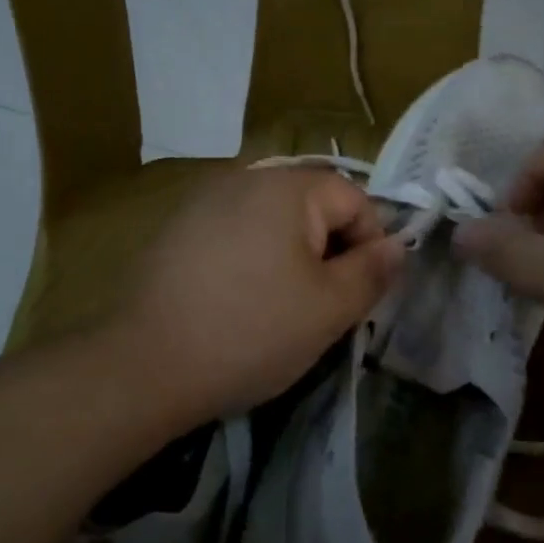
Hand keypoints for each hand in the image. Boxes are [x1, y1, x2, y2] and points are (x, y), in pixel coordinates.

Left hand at [111, 167, 403, 429]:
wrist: (145, 365)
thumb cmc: (252, 331)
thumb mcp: (330, 309)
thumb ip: (373, 271)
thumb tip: (397, 245)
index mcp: (289, 187)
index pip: (355, 199)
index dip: (370, 244)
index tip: (358, 293)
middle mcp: (246, 178)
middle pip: (313, 206)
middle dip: (330, 251)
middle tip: (323, 305)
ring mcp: (206, 200)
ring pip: (275, 221)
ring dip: (292, 256)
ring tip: (281, 307)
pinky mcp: (178, 228)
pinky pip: (236, 233)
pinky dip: (253, 259)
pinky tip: (238, 301)